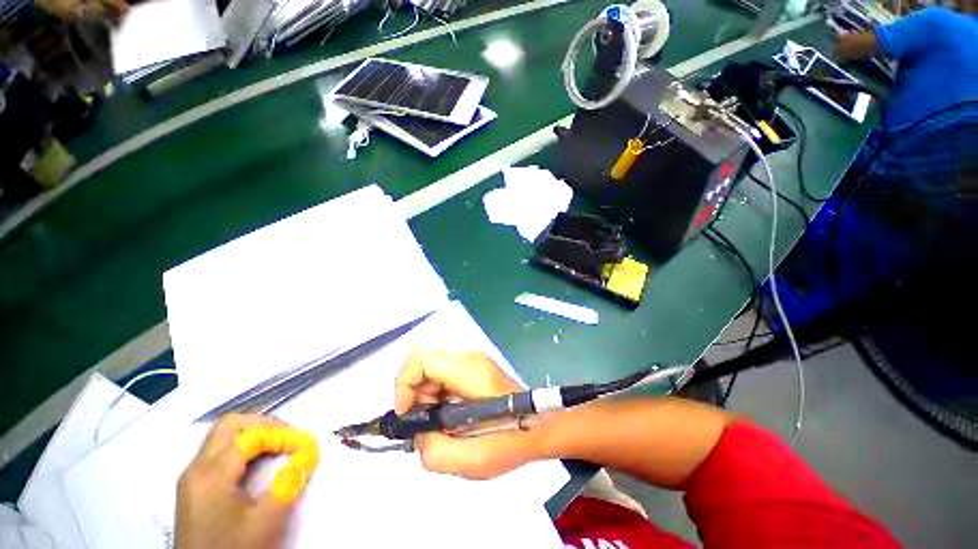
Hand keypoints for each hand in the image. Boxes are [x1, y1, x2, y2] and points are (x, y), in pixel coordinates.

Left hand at [175, 415, 295, 548]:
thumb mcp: (266, 521)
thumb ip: (290, 481)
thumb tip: (311, 450)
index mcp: (210, 475)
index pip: (251, 436)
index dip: (282, 435)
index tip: (306, 446)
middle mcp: (196, 468)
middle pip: (230, 425)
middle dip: (265, 424)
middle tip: (289, 437)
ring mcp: (192, 477)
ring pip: (223, 436)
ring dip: (254, 434)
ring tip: (279, 447)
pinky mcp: (195, 488)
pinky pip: (219, 452)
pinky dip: (244, 448)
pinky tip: (259, 463)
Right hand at [394, 349, 541, 479]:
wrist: (541, 426)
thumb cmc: (511, 439)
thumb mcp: (472, 459)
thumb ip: (433, 452)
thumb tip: (419, 437)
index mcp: (467, 369)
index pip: (420, 358)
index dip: (404, 385)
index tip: (408, 415)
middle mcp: (468, 358)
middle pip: (424, 366)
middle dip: (416, 398)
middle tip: (428, 428)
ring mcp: (473, 362)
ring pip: (432, 373)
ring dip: (427, 401)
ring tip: (442, 428)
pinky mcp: (475, 370)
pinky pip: (445, 379)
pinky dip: (439, 399)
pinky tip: (451, 420)